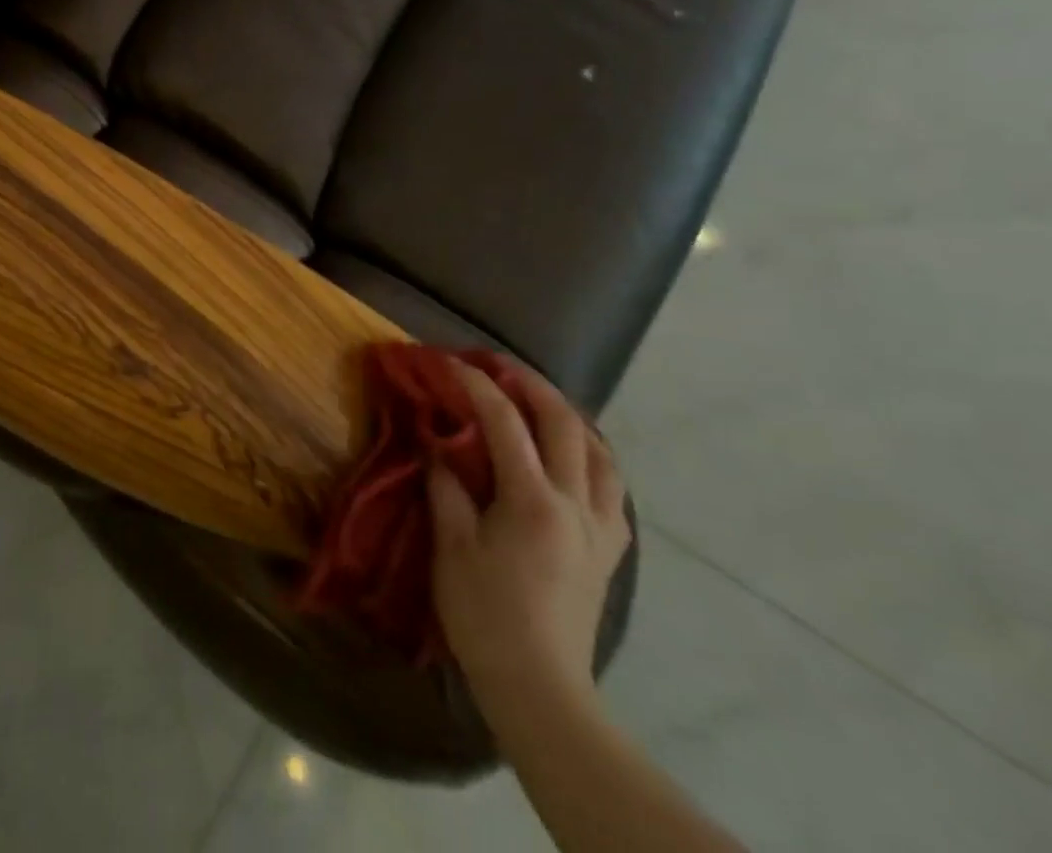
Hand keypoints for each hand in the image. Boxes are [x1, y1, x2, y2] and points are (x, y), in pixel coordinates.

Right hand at [429, 360, 630, 723]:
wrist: (541, 688)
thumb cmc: (486, 617)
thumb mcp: (451, 549)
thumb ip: (448, 488)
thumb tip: (440, 447)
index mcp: (533, 501)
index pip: (506, 422)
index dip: (477, 386)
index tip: (451, 363)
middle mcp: (577, 504)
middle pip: (564, 423)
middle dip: (531, 384)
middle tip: (500, 366)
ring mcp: (601, 527)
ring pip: (600, 451)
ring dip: (569, 416)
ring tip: (540, 402)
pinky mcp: (611, 550)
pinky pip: (611, 487)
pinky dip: (591, 456)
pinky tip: (573, 459)